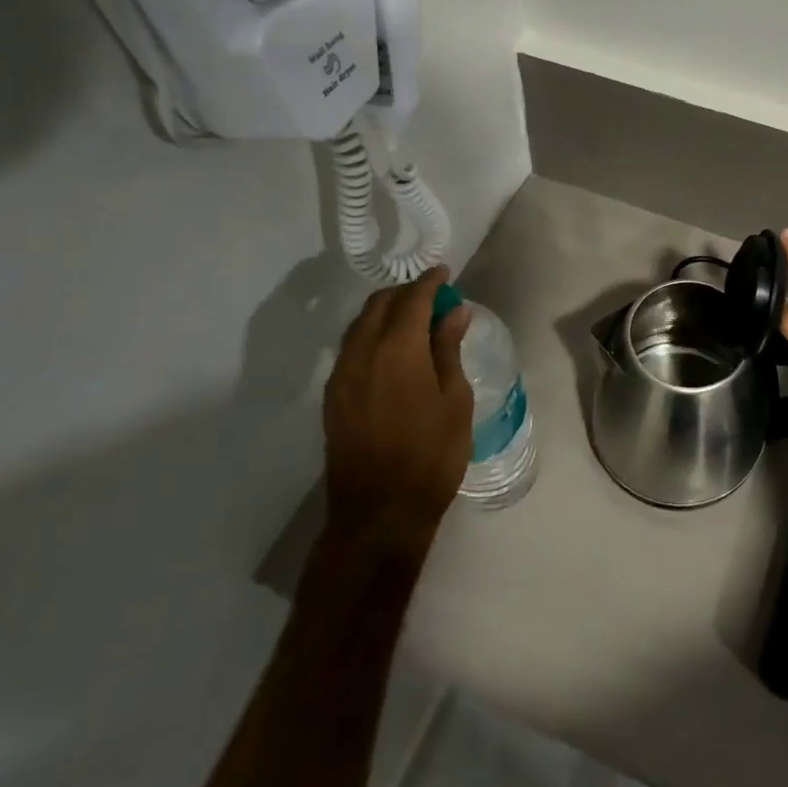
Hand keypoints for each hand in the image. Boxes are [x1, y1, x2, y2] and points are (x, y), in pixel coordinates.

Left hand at [321, 265, 473, 551]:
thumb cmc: (431, 456)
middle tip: (433, 296)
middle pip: (379, 305)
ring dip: (385, 311)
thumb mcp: (454, 400)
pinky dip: (371, 334)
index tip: (445, 272)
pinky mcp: (333, 397)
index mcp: (397, 351)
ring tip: (414, 318)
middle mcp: (362, 354)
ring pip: (359, 325)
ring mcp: (341, 377)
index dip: (429, 282)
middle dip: (405, 292)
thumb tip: (454, 311)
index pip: (412, 299)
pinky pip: (351, 348)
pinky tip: (392, 349)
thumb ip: (448, 349)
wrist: (379, 513)